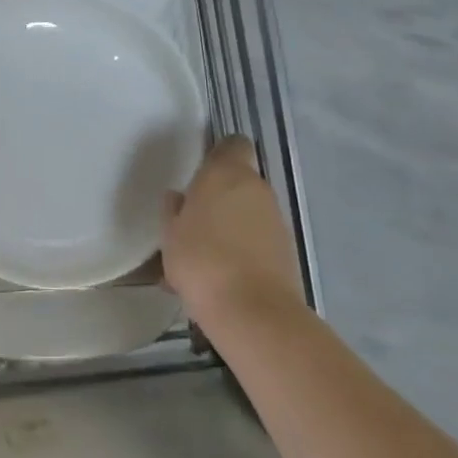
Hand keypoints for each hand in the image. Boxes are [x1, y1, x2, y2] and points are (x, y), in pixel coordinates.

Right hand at [162, 136, 303, 331]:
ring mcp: (276, 220)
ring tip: (202, 256)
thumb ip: (174, 210)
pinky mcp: (286, 251)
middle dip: (219, 196)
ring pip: (249, 212)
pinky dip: (242, 250)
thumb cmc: (201, 260)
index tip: (199, 172)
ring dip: (230, 225)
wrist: (252, 312)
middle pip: (239, 181)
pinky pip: (257, 240)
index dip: (218, 154)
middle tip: (193, 220)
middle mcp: (257, 189)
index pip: (232, 144)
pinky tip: (219, 276)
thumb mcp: (171, 234)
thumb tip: (179, 199)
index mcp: (226, 174)